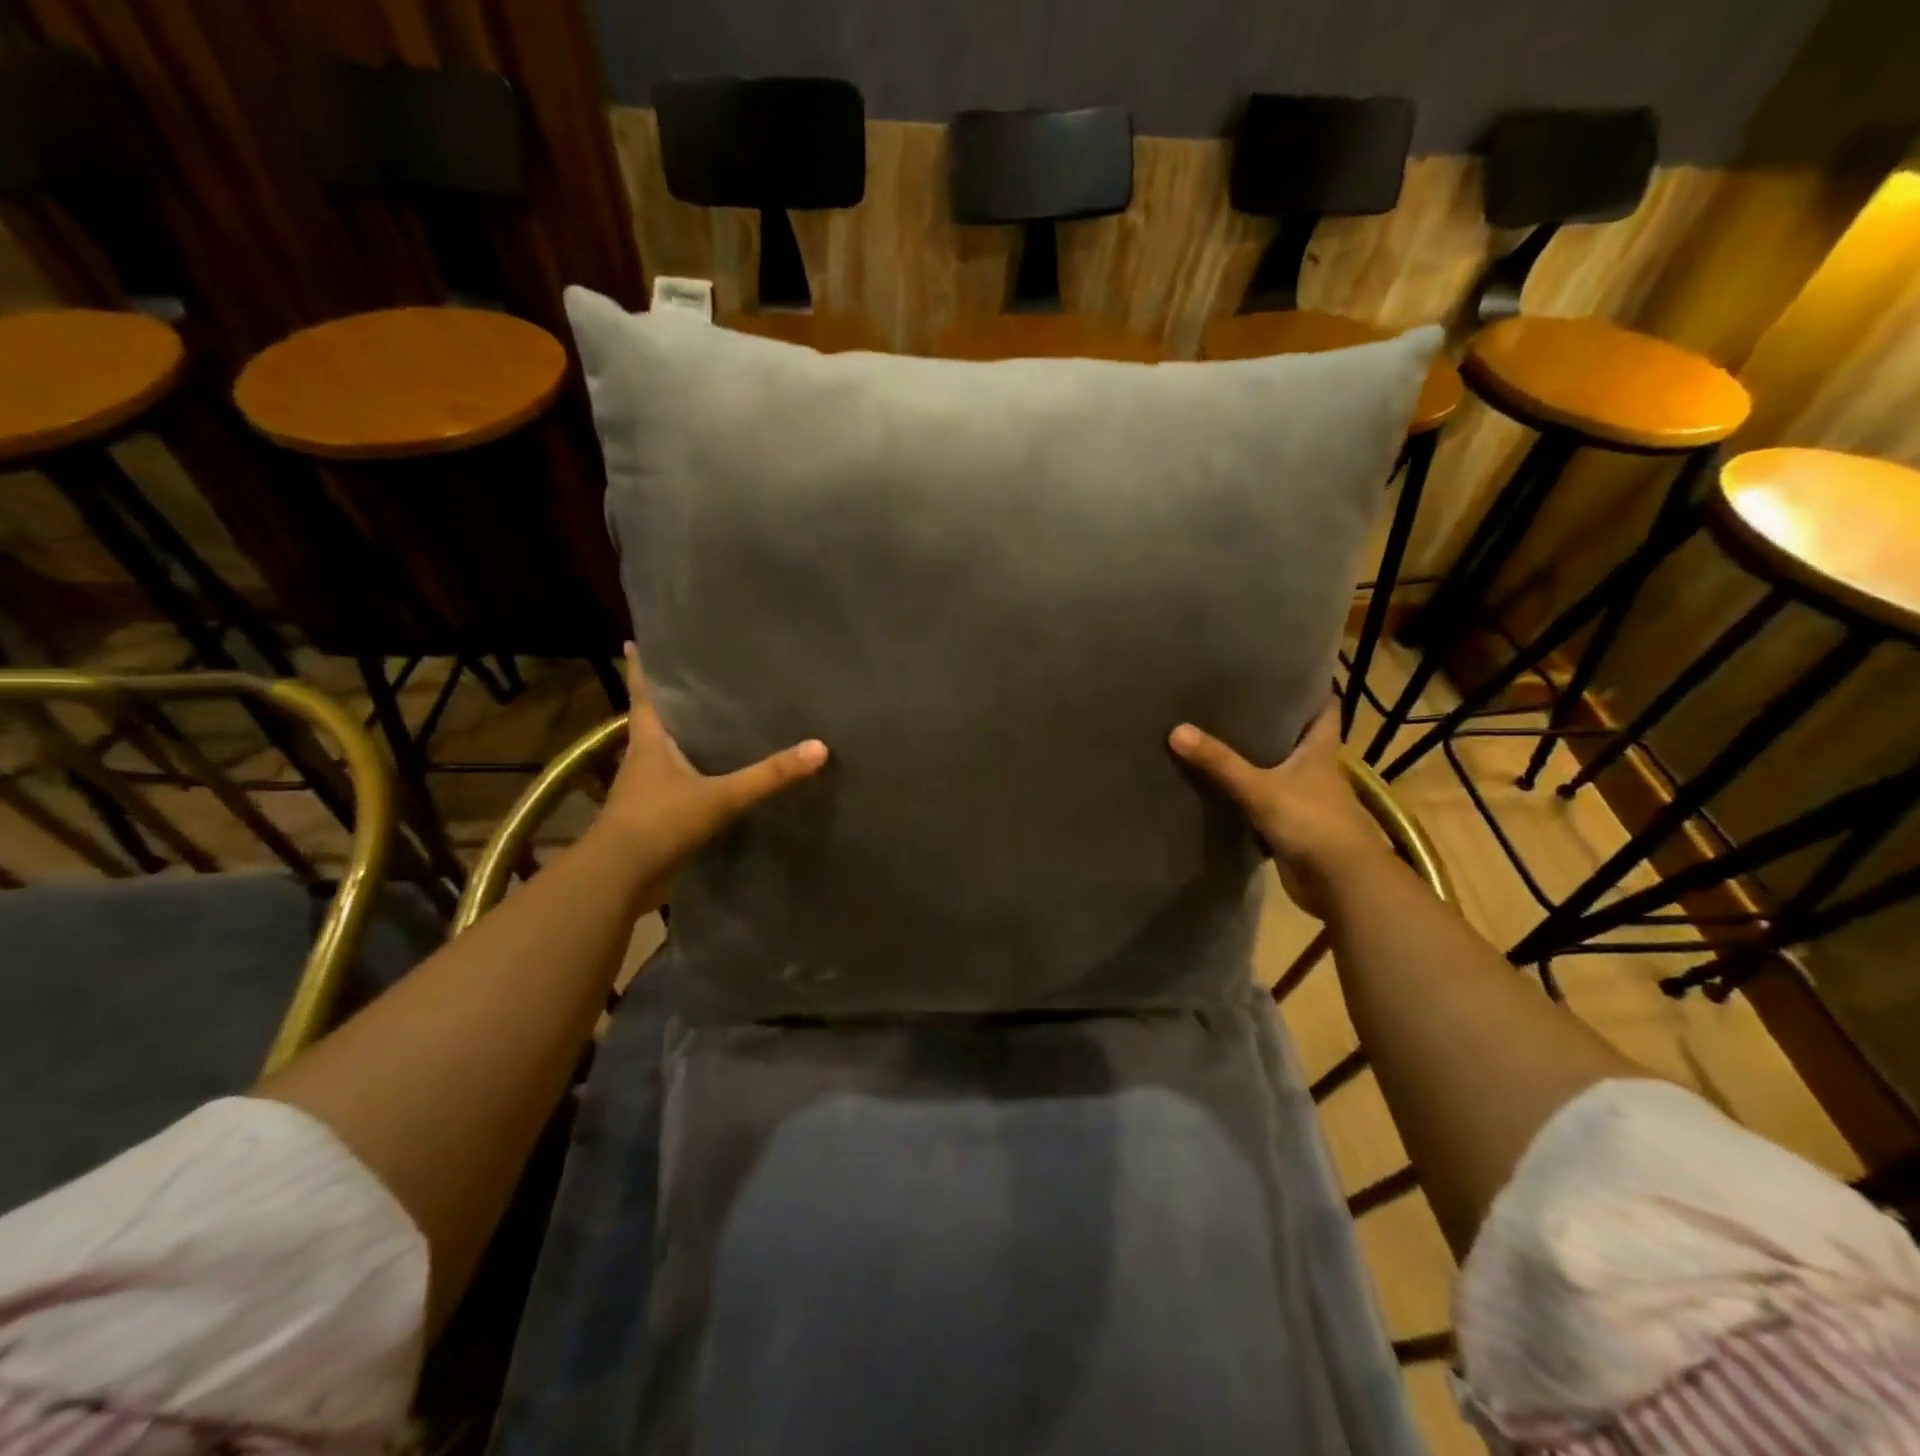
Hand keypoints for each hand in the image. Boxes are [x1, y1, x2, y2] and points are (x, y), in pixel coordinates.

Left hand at [593, 643, 827, 897]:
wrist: (620, 878)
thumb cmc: (661, 822)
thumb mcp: (721, 796)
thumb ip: (768, 775)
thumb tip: (819, 748)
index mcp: (650, 743)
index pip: (643, 695)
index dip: (640, 669)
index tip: (634, 643)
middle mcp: (643, 761)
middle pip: (653, 722)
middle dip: (668, 701)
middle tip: (693, 678)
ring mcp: (645, 791)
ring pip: (663, 754)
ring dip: (679, 739)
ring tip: (709, 722)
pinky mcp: (653, 817)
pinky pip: (674, 786)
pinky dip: (690, 775)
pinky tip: (713, 777)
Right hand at [1169, 703, 1386, 916]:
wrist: (1341, 883)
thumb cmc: (1312, 822)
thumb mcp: (1260, 788)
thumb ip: (1220, 762)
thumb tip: (1176, 730)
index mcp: (1321, 749)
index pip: (1325, 707)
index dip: (1309, 688)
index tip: (1281, 672)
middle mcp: (1316, 769)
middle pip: (1297, 736)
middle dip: (1271, 721)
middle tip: (1233, 700)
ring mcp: (1306, 799)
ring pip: (1280, 770)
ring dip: (1257, 759)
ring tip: (1218, 736)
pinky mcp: (1293, 825)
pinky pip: (1266, 801)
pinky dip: (1248, 794)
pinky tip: (1220, 785)